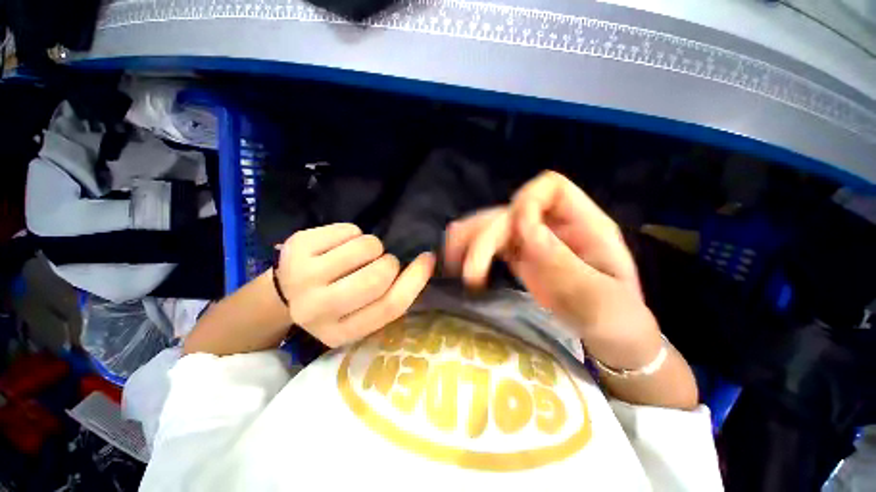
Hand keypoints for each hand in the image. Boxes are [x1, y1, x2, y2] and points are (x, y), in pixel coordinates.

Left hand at [277, 223, 434, 346]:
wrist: (283, 294)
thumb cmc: (333, 303)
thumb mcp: (361, 313)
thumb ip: (389, 297)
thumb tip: (424, 263)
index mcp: (341, 332)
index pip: (390, 306)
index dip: (416, 280)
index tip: (428, 259)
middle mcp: (318, 309)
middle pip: (378, 276)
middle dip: (390, 262)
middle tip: (381, 261)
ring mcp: (303, 276)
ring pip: (365, 247)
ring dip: (372, 246)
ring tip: (358, 254)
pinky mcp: (297, 247)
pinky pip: (349, 230)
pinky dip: (354, 233)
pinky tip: (340, 245)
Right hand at [444, 171, 661, 368]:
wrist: (611, 339)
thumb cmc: (617, 321)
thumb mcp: (601, 300)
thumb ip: (566, 266)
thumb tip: (526, 231)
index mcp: (585, 224)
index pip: (550, 188)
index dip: (527, 203)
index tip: (516, 237)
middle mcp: (554, 225)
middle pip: (511, 210)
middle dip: (486, 236)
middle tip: (470, 273)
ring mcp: (535, 240)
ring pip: (495, 226)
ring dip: (470, 240)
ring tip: (451, 261)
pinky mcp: (521, 256)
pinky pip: (491, 245)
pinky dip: (471, 251)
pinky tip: (456, 263)